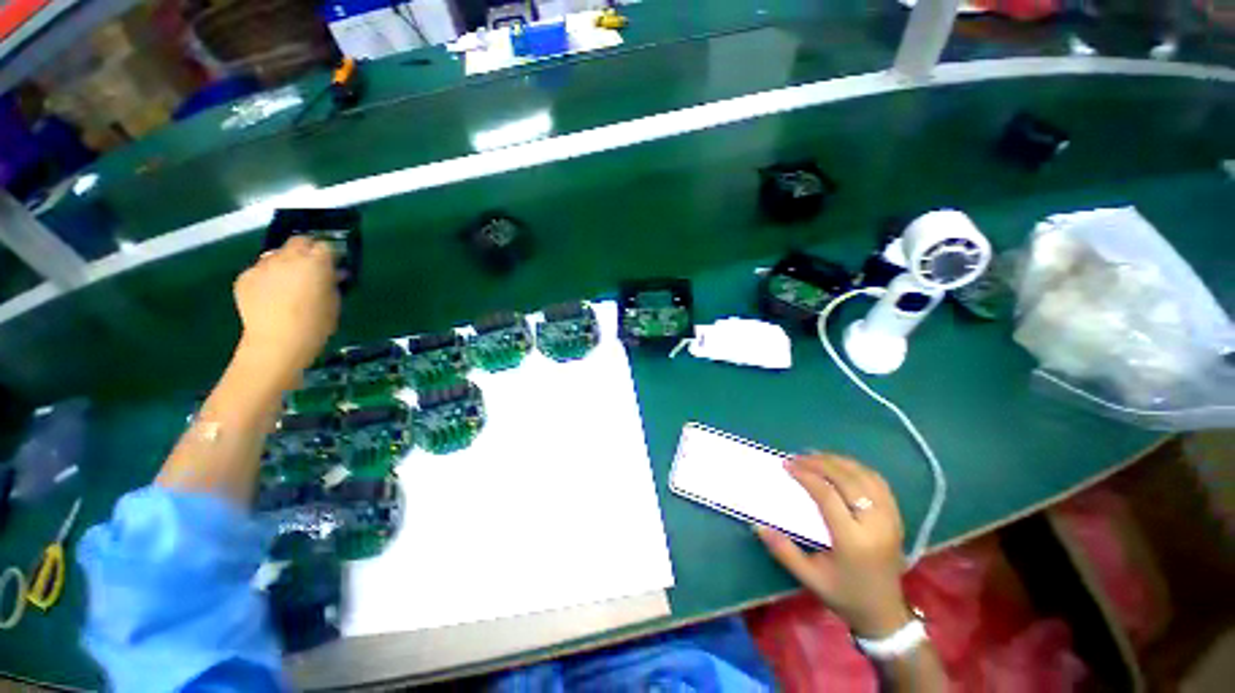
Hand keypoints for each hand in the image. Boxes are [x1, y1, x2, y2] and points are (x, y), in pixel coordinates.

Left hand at [233, 236, 339, 382]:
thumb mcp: (334, 302)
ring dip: (284, 262)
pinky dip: (267, 277)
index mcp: (315, 263)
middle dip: (306, 249)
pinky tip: (270, 294)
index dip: (330, 253)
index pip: (325, 245)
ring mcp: (263, 265)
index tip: (334, 264)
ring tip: (288, 280)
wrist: (278, 342)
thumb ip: (332, 283)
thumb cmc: (316, 324)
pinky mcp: (244, 277)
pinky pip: (259, 270)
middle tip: (312, 267)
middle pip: (298, 241)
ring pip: (276, 254)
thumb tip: (334, 274)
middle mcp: (288, 257)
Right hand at [756, 454, 910, 637]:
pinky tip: (841, 466)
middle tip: (797, 457)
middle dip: (820, 463)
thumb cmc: (844, 594)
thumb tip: (758, 524)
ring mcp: (891, 519)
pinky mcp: (896, 517)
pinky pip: (879, 482)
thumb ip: (783, 550)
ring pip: (865, 477)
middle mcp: (876, 525)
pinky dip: (858, 468)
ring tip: (815, 457)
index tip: (787, 465)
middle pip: (848, 480)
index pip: (828, 496)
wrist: (884, 613)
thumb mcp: (809, 577)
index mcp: (853, 541)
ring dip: (839, 462)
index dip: (806, 476)